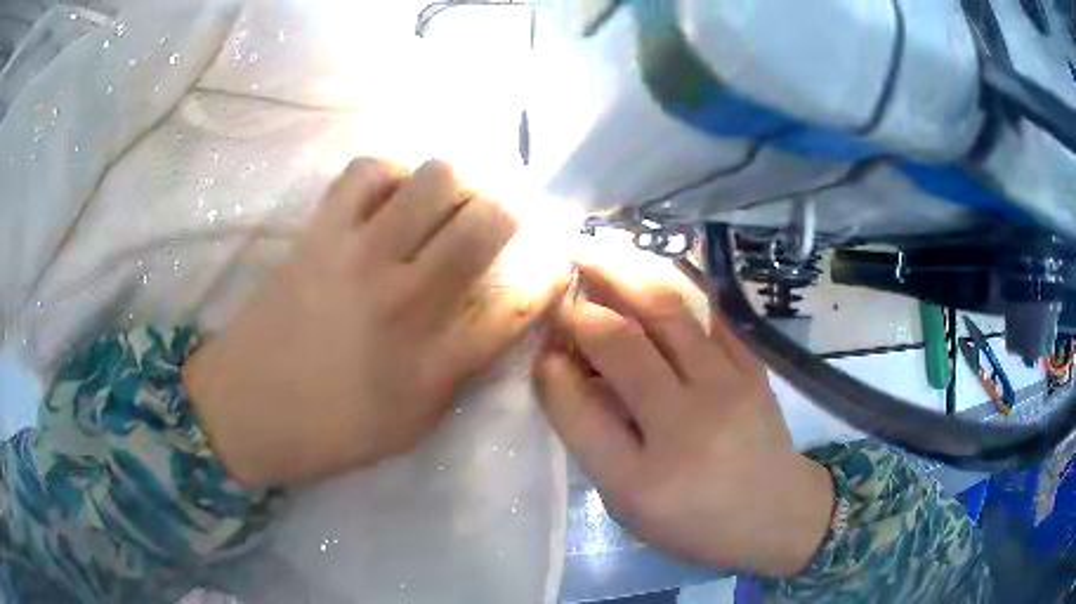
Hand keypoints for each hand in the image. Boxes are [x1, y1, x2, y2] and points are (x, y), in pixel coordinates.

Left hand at [184, 158, 564, 486]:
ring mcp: (358, 256)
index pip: (521, 302)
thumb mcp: (412, 425)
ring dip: (460, 184)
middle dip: (513, 212)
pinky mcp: (319, 232)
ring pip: (437, 178)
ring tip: (449, 203)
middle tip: (501, 221)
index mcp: (434, 364)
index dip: (549, 274)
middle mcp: (406, 299)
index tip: (553, 263)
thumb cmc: (330, 431)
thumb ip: (461, 371)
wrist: (244, 409)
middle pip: (489, 221)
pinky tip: (391, 199)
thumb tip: (497, 317)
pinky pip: (368, 171)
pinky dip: (392, 173)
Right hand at [534, 264, 833, 577]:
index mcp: (642, 480)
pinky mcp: (753, 366)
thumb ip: (595, 442)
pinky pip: (707, 312)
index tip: (542, 347)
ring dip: (623, 273)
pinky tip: (649, 268)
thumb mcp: (630, 505)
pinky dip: (672, 284)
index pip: (578, 409)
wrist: (777, 513)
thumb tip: (567, 370)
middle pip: (622, 345)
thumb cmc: (695, 523)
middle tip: (562, 282)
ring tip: (594, 249)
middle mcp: (684, 426)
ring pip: (667, 312)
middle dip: (581, 307)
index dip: (551, 370)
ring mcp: (726, 388)